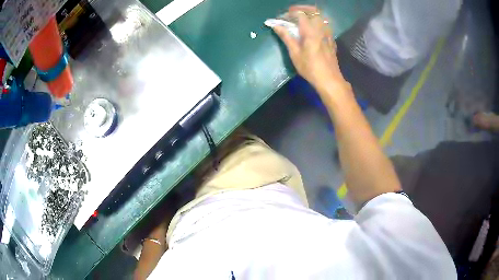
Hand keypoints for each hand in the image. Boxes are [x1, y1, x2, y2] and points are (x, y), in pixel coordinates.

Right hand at [271, 6, 348, 91]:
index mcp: (310, 31)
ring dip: (310, 13)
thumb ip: (286, 36)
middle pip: (314, 10)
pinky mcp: (331, 39)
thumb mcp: (294, 53)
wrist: (329, 80)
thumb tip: (275, 25)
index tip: (281, 18)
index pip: (300, 14)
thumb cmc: (310, 68)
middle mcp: (321, 29)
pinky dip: (317, 21)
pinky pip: (325, 24)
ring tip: (301, 19)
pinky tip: (311, 28)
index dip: (289, 13)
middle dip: (301, 8)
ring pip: (321, 16)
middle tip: (292, 13)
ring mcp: (328, 33)